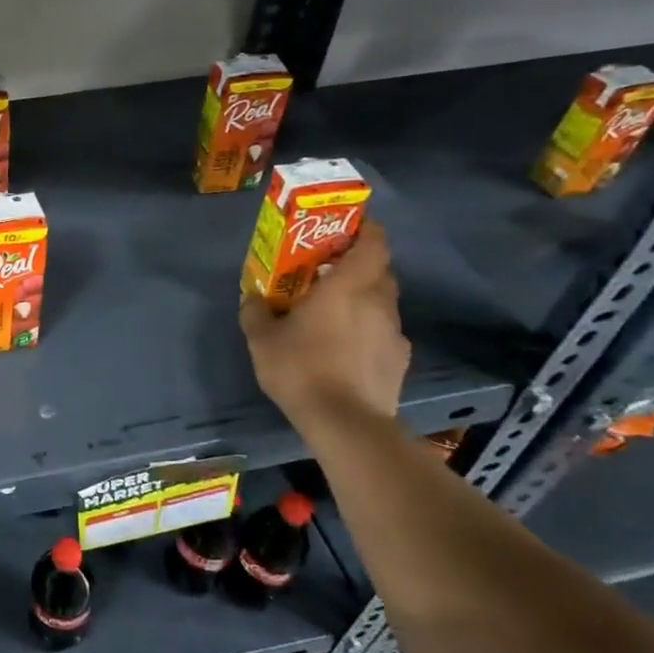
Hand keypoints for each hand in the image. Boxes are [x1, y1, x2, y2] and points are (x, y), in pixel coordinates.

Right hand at [239, 221, 410, 427]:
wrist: (347, 423)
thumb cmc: (302, 369)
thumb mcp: (261, 339)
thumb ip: (256, 311)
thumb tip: (253, 297)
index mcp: (349, 286)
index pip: (375, 242)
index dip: (366, 230)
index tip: (347, 228)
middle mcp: (379, 302)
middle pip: (380, 270)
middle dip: (359, 264)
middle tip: (330, 271)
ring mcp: (394, 332)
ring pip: (383, 301)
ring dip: (364, 299)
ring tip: (336, 312)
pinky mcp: (400, 360)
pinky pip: (384, 332)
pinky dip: (369, 330)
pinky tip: (348, 348)